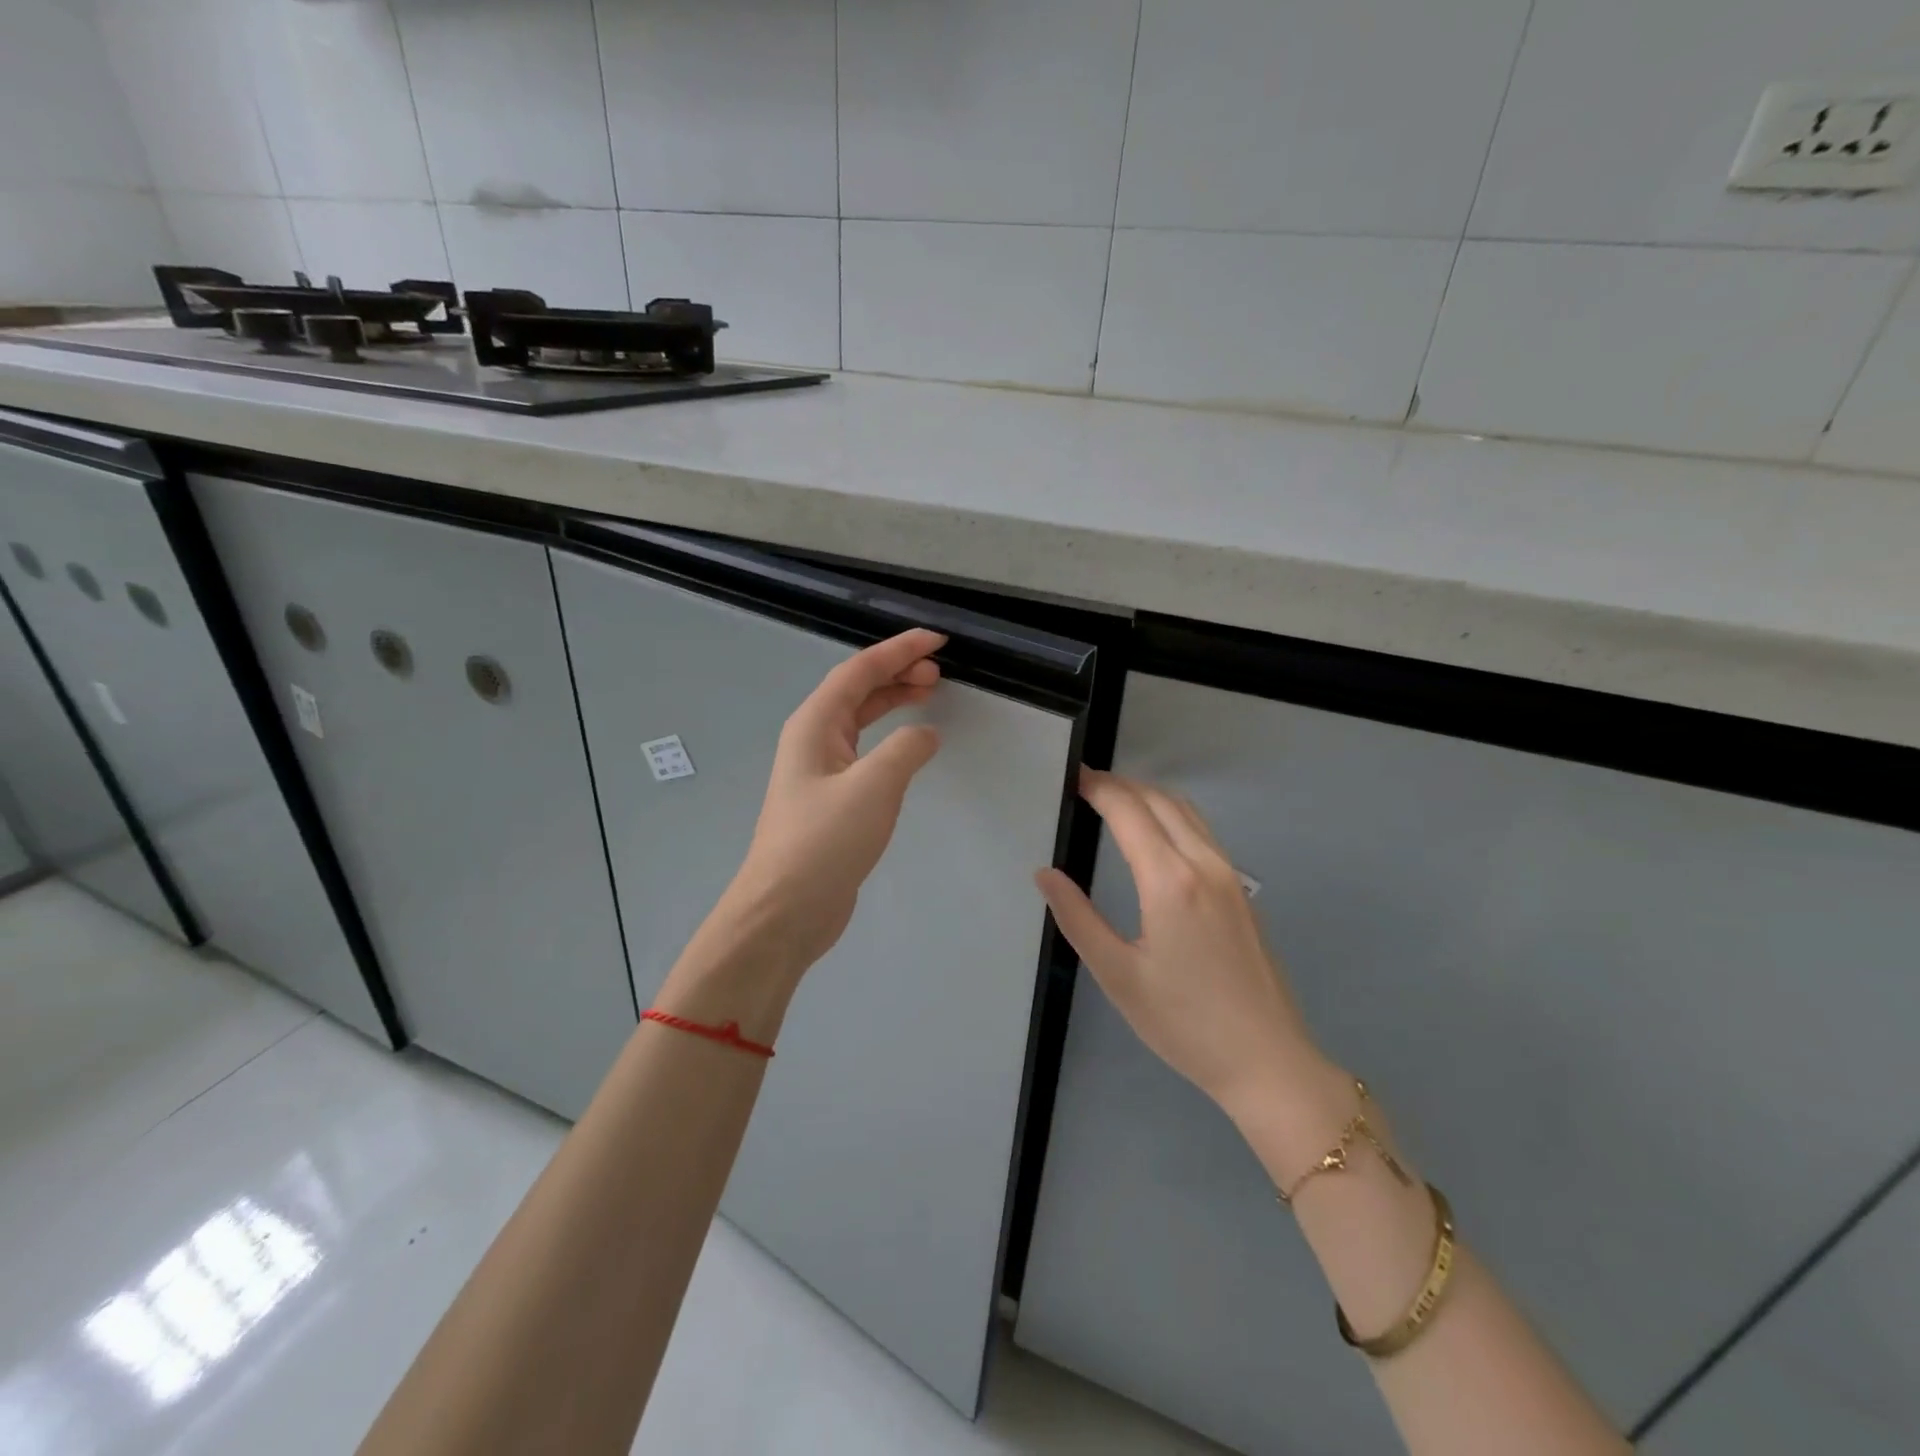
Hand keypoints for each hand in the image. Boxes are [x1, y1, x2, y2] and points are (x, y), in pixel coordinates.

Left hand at [719, 629, 946, 977]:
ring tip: (928, 692)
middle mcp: (813, 740)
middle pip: (857, 690)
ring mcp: (820, 771)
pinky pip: (865, 751)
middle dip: (897, 672)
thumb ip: (905, 750)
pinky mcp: (831, 800)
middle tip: (938, 670)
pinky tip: (910, 747)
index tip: (936, 641)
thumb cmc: (825, 842)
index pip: (858, 671)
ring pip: (860, 720)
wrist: (786, 909)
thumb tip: (924, 734)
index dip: (898, 651)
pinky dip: (890, 738)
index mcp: (814, 725)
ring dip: (893, 701)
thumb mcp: (873, 787)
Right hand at [1035, 771, 1349, 1131]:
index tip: (1071, 778)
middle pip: (1160, 800)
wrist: (1267, 1060)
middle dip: (1120, 785)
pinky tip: (1155, 836)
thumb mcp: (1117, 975)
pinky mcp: (1242, 891)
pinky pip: (1203, 832)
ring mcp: (1230, 875)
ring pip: (1187, 811)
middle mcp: (1205, 864)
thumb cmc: (1184, 1023)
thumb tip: (1045, 874)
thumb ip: (1077, 918)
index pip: (1128, 810)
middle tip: (1084, 786)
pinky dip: (1172, 815)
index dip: (1098, 788)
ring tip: (1114, 802)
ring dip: (1148, 796)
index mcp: (1170, 881)